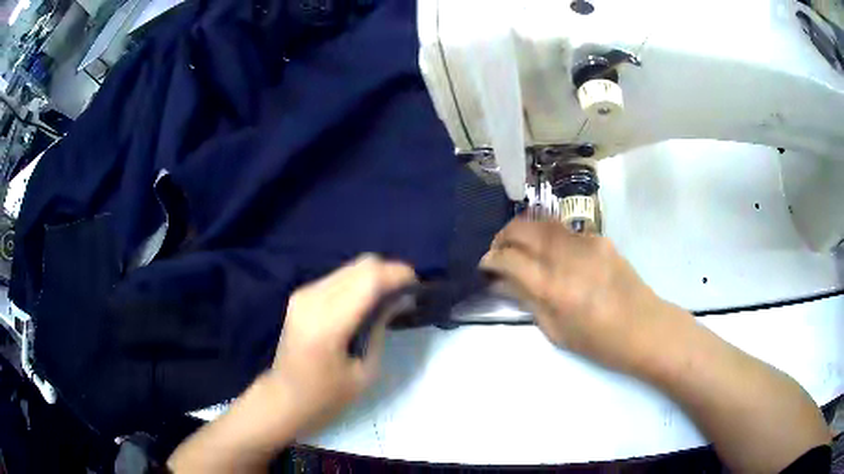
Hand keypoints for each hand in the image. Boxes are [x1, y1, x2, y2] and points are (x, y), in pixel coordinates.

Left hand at [269, 254, 416, 434]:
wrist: (285, 398)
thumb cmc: (327, 396)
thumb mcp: (365, 370)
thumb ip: (380, 327)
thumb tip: (402, 298)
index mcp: (327, 323)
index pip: (369, 279)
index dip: (398, 275)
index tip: (419, 287)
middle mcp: (312, 299)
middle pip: (362, 265)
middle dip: (390, 273)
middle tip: (407, 295)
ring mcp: (303, 293)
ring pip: (351, 267)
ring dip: (375, 277)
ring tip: (390, 299)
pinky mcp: (301, 294)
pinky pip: (339, 276)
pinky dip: (359, 282)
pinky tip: (367, 302)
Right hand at [481, 219, 686, 374]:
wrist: (644, 327)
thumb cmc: (598, 341)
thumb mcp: (555, 330)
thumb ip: (527, 300)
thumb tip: (501, 281)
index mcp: (552, 287)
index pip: (508, 258)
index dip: (490, 259)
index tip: (485, 266)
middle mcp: (565, 256)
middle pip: (521, 228)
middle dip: (503, 236)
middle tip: (499, 251)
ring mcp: (585, 242)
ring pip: (542, 222)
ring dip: (524, 231)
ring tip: (520, 247)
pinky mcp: (599, 238)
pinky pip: (565, 231)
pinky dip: (549, 238)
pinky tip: (555, 256)